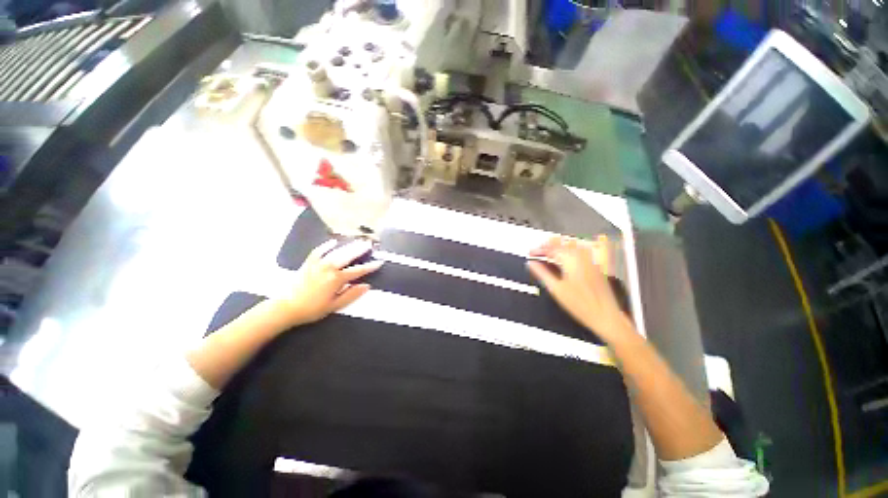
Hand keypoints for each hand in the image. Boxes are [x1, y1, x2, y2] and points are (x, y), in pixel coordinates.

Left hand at [273, 239, 382, 326]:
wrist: (285, 307)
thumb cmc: (312, 309)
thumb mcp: (334, 305)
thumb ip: (352, 294)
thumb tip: (367, 286)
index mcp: (337, 279)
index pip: (358, 271)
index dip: (370, 267)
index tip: (379, 262)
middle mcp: (329, 268)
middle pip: (348, 256)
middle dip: (360, 250)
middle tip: (369, 244)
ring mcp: (318, 264)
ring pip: (337, 252)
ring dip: (348, 246)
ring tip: (357, 241)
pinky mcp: (308, 263)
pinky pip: (318, 251)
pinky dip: (326, 246)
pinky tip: (333, 242)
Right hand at [527, 236, 632, 342]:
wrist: (605, 315)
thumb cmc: (580, 304)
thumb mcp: (556, 289)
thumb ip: (542, 273)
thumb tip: (531, 264)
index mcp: (570, 261)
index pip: (551, 249)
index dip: (539, 250)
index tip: (530, 253)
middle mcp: (581, 257)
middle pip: (562, 245)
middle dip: (548, 246)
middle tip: (538, 251)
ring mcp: (591, 261)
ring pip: (573, 247)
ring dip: (560, 246)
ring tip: (551, 251)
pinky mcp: (596, 267)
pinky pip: (584, 252)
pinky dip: (576, 249)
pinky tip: (579, 251)